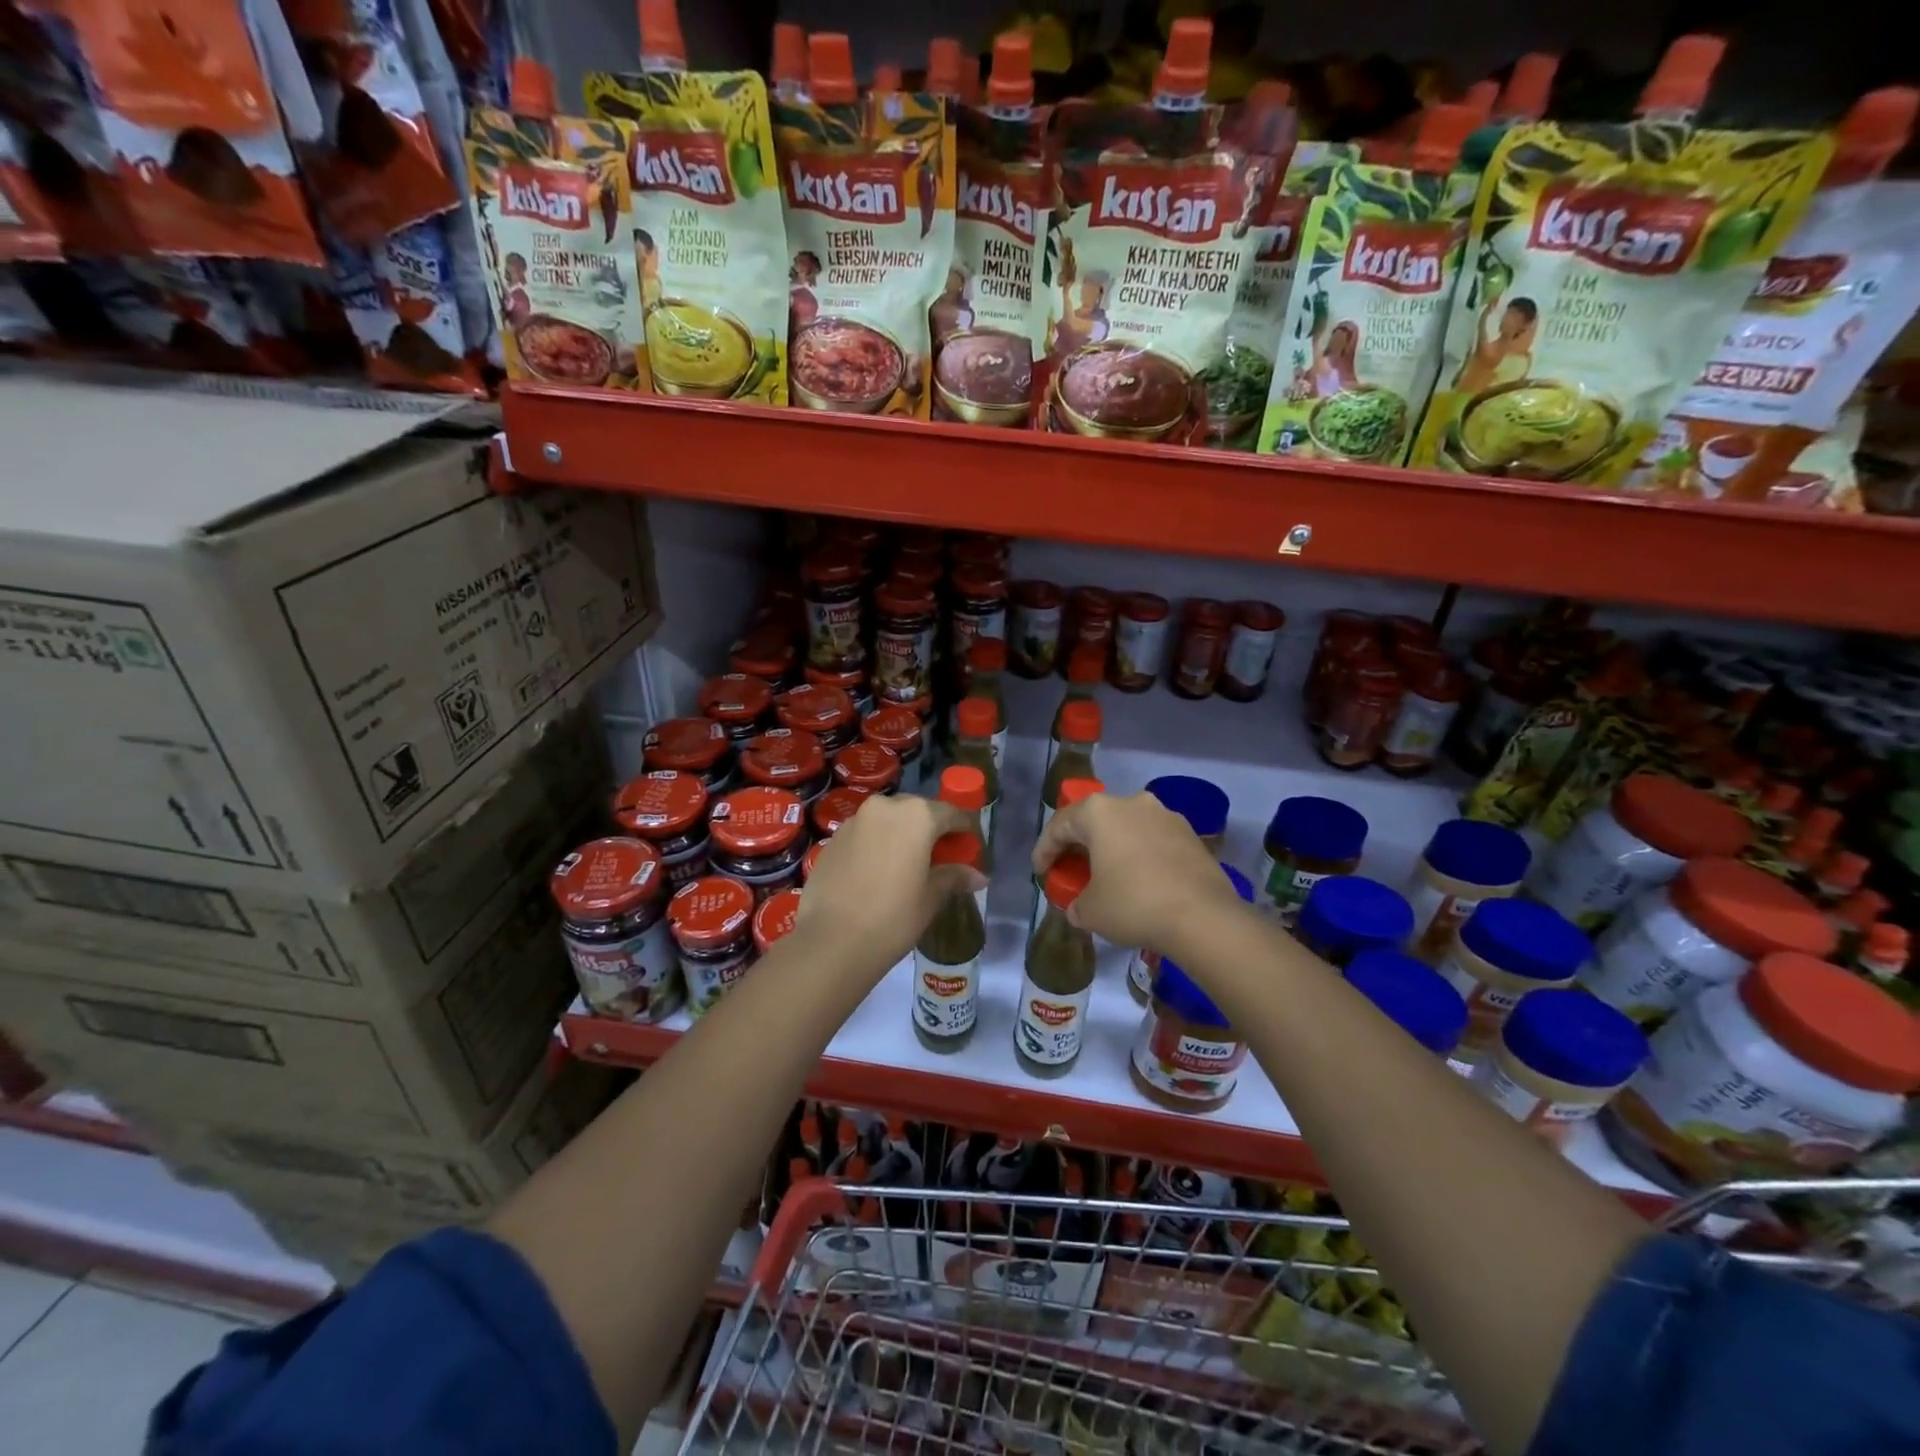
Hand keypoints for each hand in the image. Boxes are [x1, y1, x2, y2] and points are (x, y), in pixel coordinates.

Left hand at [797, 794, 983, 968]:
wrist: (831, 942)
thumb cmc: (893, 917)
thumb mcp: (931, 898)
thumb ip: (954, 877)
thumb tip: (978, 876)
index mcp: (917, 816)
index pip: (952, 814)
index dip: (965, 830)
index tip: (972, 847)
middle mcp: (885, 807)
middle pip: (918, 811)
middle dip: (932, 829)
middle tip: (941, 857)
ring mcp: (855, 820)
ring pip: (888, 820)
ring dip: (902, 836)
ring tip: (909, 865)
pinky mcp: (833, 839)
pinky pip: (865, 834)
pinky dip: (878, 845)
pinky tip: (879, 873)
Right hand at [1033, 791, 1247, 955]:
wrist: (1203, 917)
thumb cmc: (1133, 904)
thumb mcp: (1090, 911)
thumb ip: (1076, 903)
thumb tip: (1079, 907)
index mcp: (1099, 812)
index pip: (1059, 825)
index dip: (1045, 850)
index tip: (1041, 873)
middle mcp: (1132, 802)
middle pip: (1095, 821)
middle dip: (1080, 846)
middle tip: (1071, 871)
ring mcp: (1166, 815)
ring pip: (1127, 828)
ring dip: (1113, 849)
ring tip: (1108, 876)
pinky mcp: (1191, 834)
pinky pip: (1153, 841)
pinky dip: (1140, 856)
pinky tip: (1140, 881)